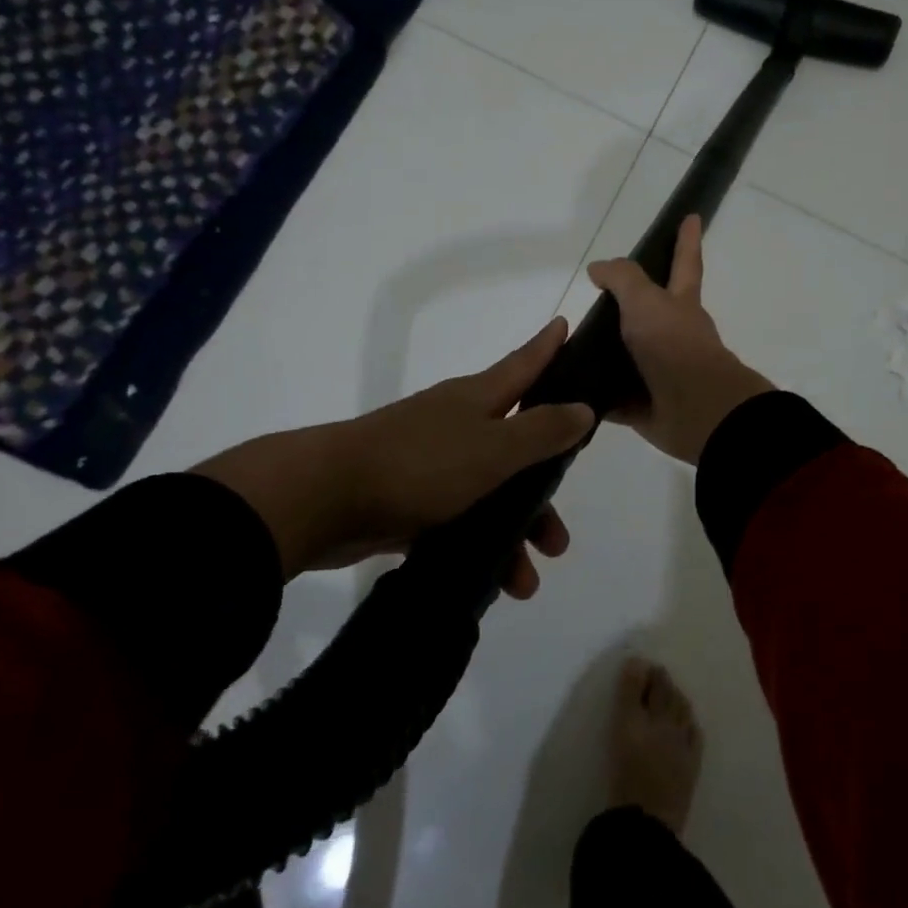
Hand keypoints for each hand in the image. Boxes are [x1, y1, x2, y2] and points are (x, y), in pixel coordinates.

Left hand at [193, 319, 592, 593]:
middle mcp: (458, 424)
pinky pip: (458, 520)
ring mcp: (431, 461)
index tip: (565, 324)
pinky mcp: (408, 498)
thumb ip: (541, 431)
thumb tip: (584, 409)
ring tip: (525, 583)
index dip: (547, 346)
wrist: (323, 498)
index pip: (524, 364)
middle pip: (516, 447)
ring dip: (511, 535)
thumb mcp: (493, 448)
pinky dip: (477, 546)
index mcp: (478, 399)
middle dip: (542, 493)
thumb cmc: (420, 464)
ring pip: (489, 493)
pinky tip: (489, 581)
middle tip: (560, 537)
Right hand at [587, 214, 773, 464]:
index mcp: (681, 305)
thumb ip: (623, 279)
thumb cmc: (674, 345)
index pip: (685, 262)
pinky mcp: (644, 405)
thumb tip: (598, 268)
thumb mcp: (646, 301)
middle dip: (630, 305)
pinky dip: (595, 394)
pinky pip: (613, 397)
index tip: (692, 216)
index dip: (687, 239)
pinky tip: (569, 390)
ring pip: (628, 356)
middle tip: (596, 297)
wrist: (697, 410)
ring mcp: (661, 372)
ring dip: (606, 351)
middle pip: (650, 312)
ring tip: (567, 344)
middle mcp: (674, 335)